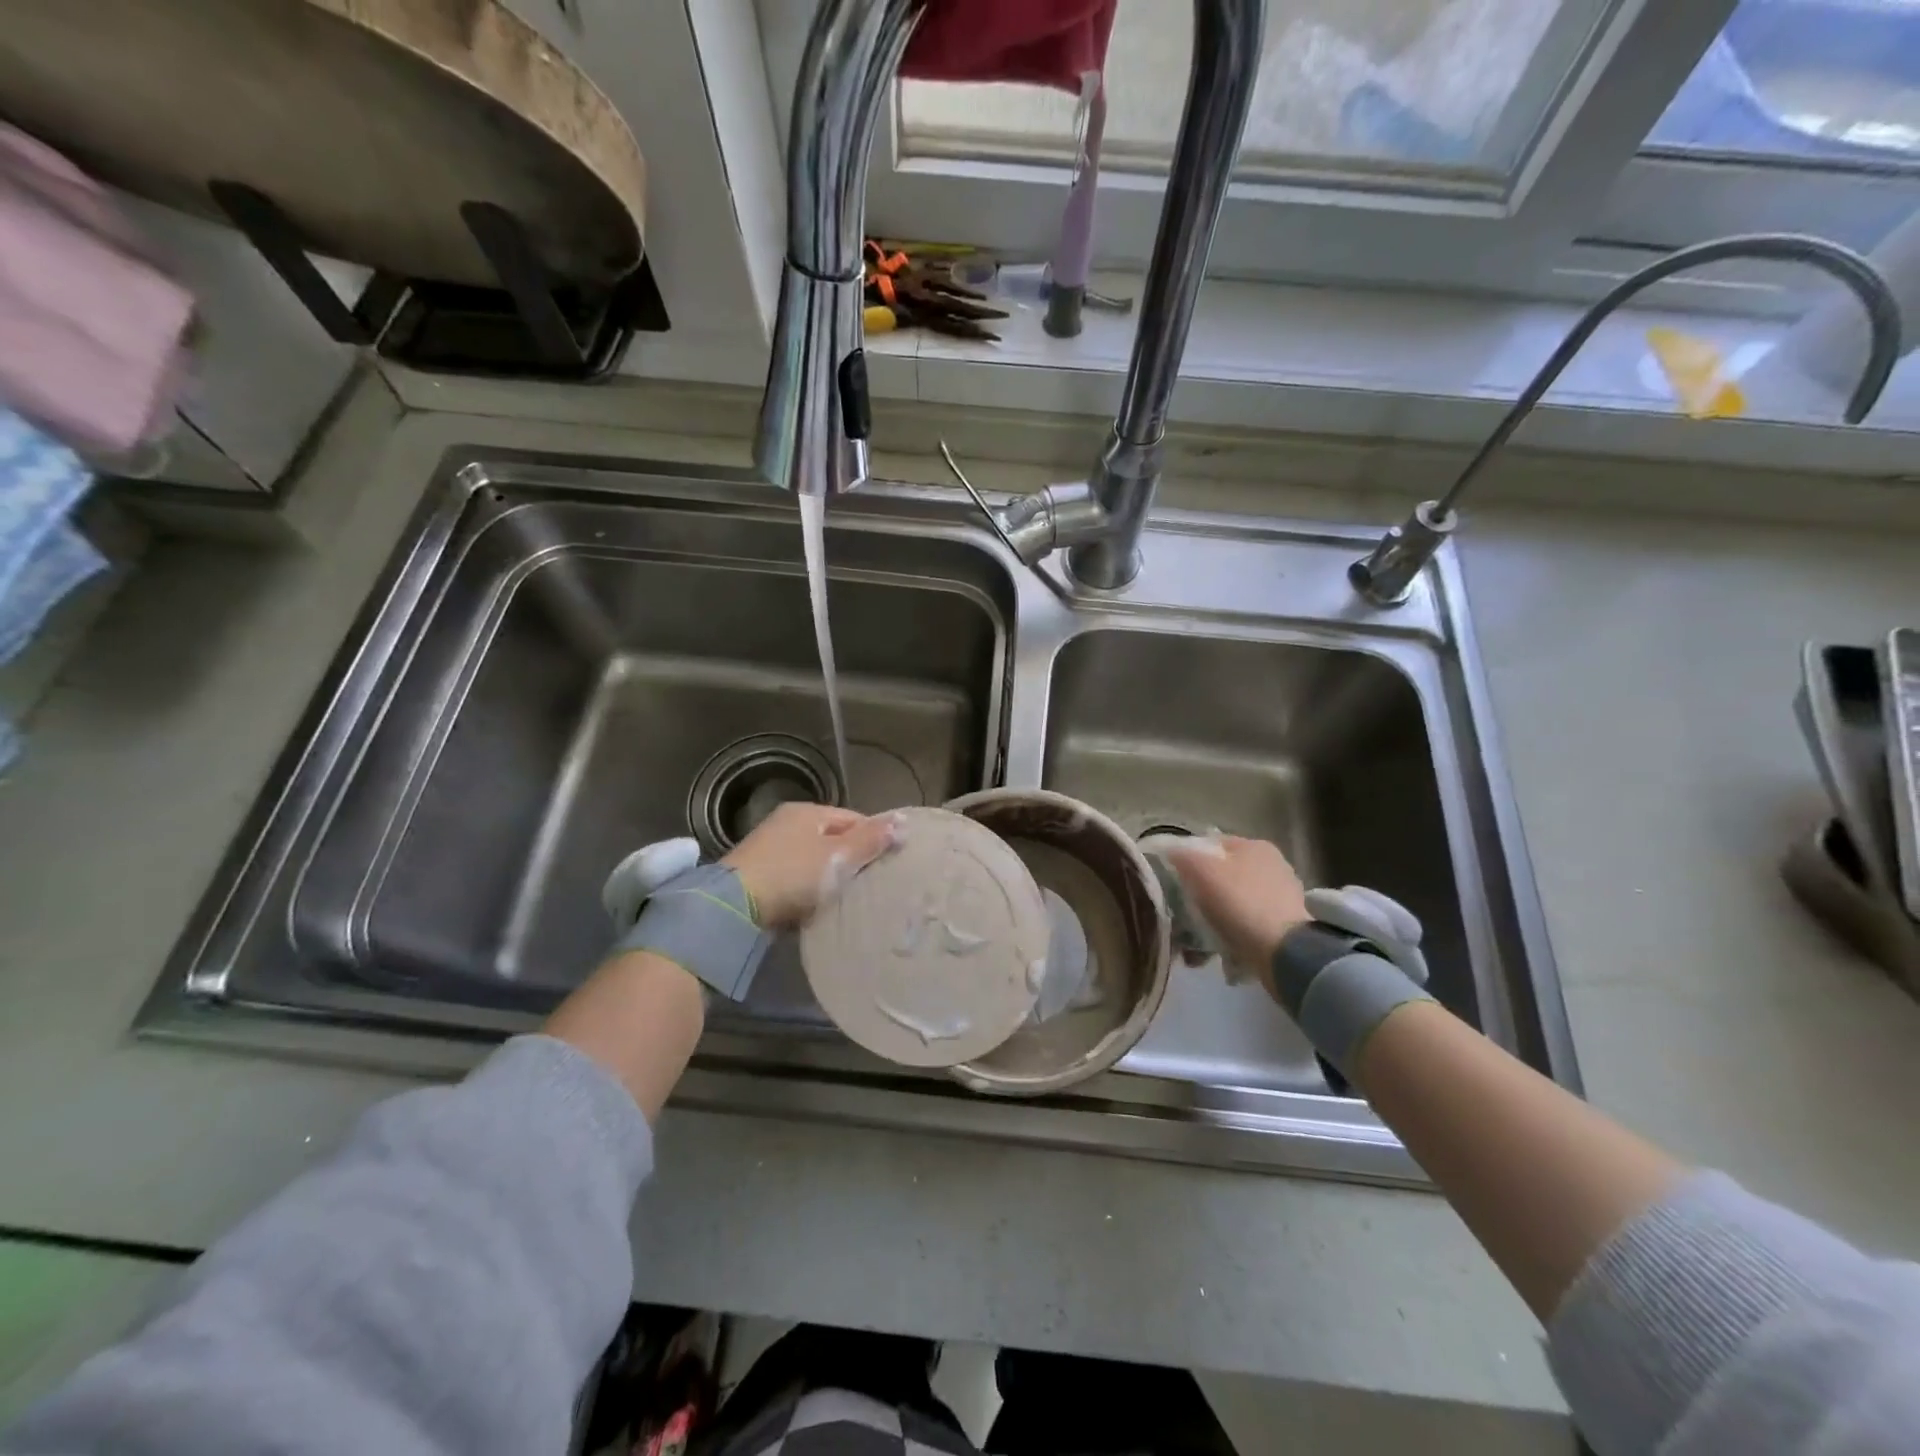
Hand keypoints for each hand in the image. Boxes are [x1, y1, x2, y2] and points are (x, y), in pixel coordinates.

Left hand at [723, 803, 899, 927]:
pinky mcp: (758, 875)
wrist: (733, 908)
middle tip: (870, 883)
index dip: (873, 839)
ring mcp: (769, 848)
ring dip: (829, 875)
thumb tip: (903, 820)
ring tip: (848, 897)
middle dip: (851, 858)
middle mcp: (786, 823)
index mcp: (807, 811)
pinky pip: (795, 878)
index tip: (887, 864)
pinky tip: (817, 905)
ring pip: (813, 859)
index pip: (853, 818)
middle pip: (832, 838)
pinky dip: (808, 889)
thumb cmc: (793, 874)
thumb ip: (870, 839)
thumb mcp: (837, 856)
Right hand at [1160, 836, 1310, 976]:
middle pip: (1223, 875)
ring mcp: (1282, 897)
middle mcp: (1273, 865)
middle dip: (1201, 894)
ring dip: (1214, 919)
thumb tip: (1172, 851)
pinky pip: (1247, 927)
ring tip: (1196, 941)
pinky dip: (1231, 937)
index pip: (1212, 844)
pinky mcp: (1287, 927)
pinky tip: (1218, 952)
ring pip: (1234, 903)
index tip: (1173, 880)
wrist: (1284, 953)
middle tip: (1183, 913)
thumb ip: (1182, 856)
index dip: (1189, 859)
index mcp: (1254, 845)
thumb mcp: (1201, 871)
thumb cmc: (1240, 903)